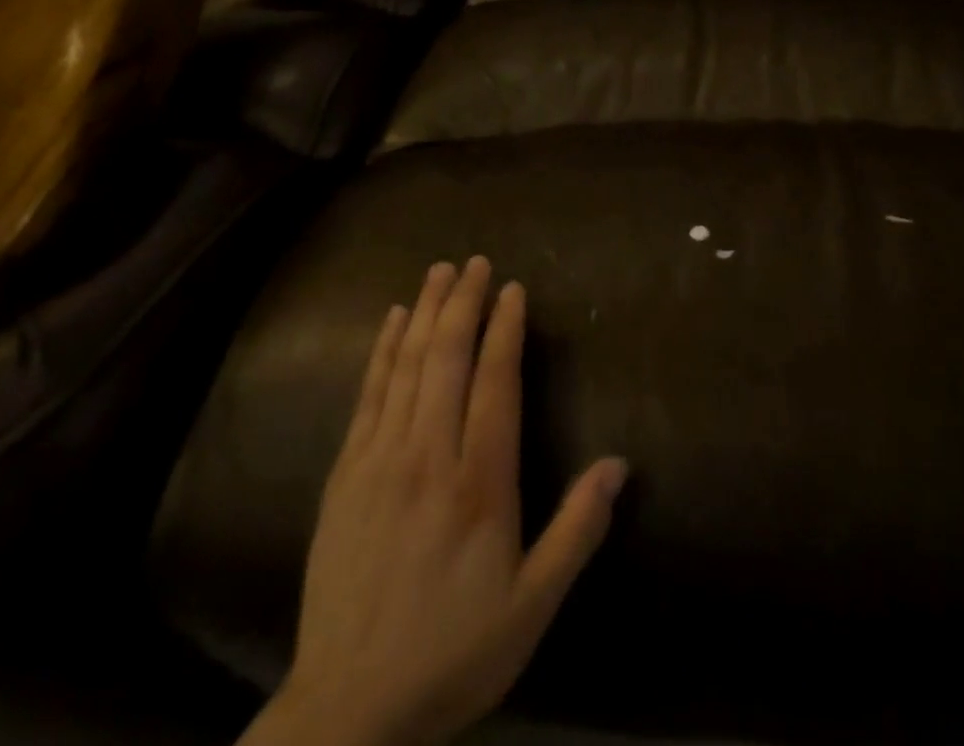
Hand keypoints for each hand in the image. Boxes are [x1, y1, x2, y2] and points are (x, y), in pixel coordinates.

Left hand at [244, 258, 627, 745]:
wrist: (348, 710)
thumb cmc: (452, 652)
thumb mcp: (532, 606)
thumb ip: (577, 530)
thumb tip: (619, 463)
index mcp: (479, 483)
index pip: (495, 382)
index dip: (505, 329)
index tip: (513, 289)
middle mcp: (428, 456)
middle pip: (447, 358)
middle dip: (464, 303)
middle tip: (476, 262)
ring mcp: (379, 461)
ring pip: (406, 366)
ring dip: (426, 312)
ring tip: (440, 271)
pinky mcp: (343, 474)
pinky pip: (367, 395)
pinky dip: (382, 350)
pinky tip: (393, 321)